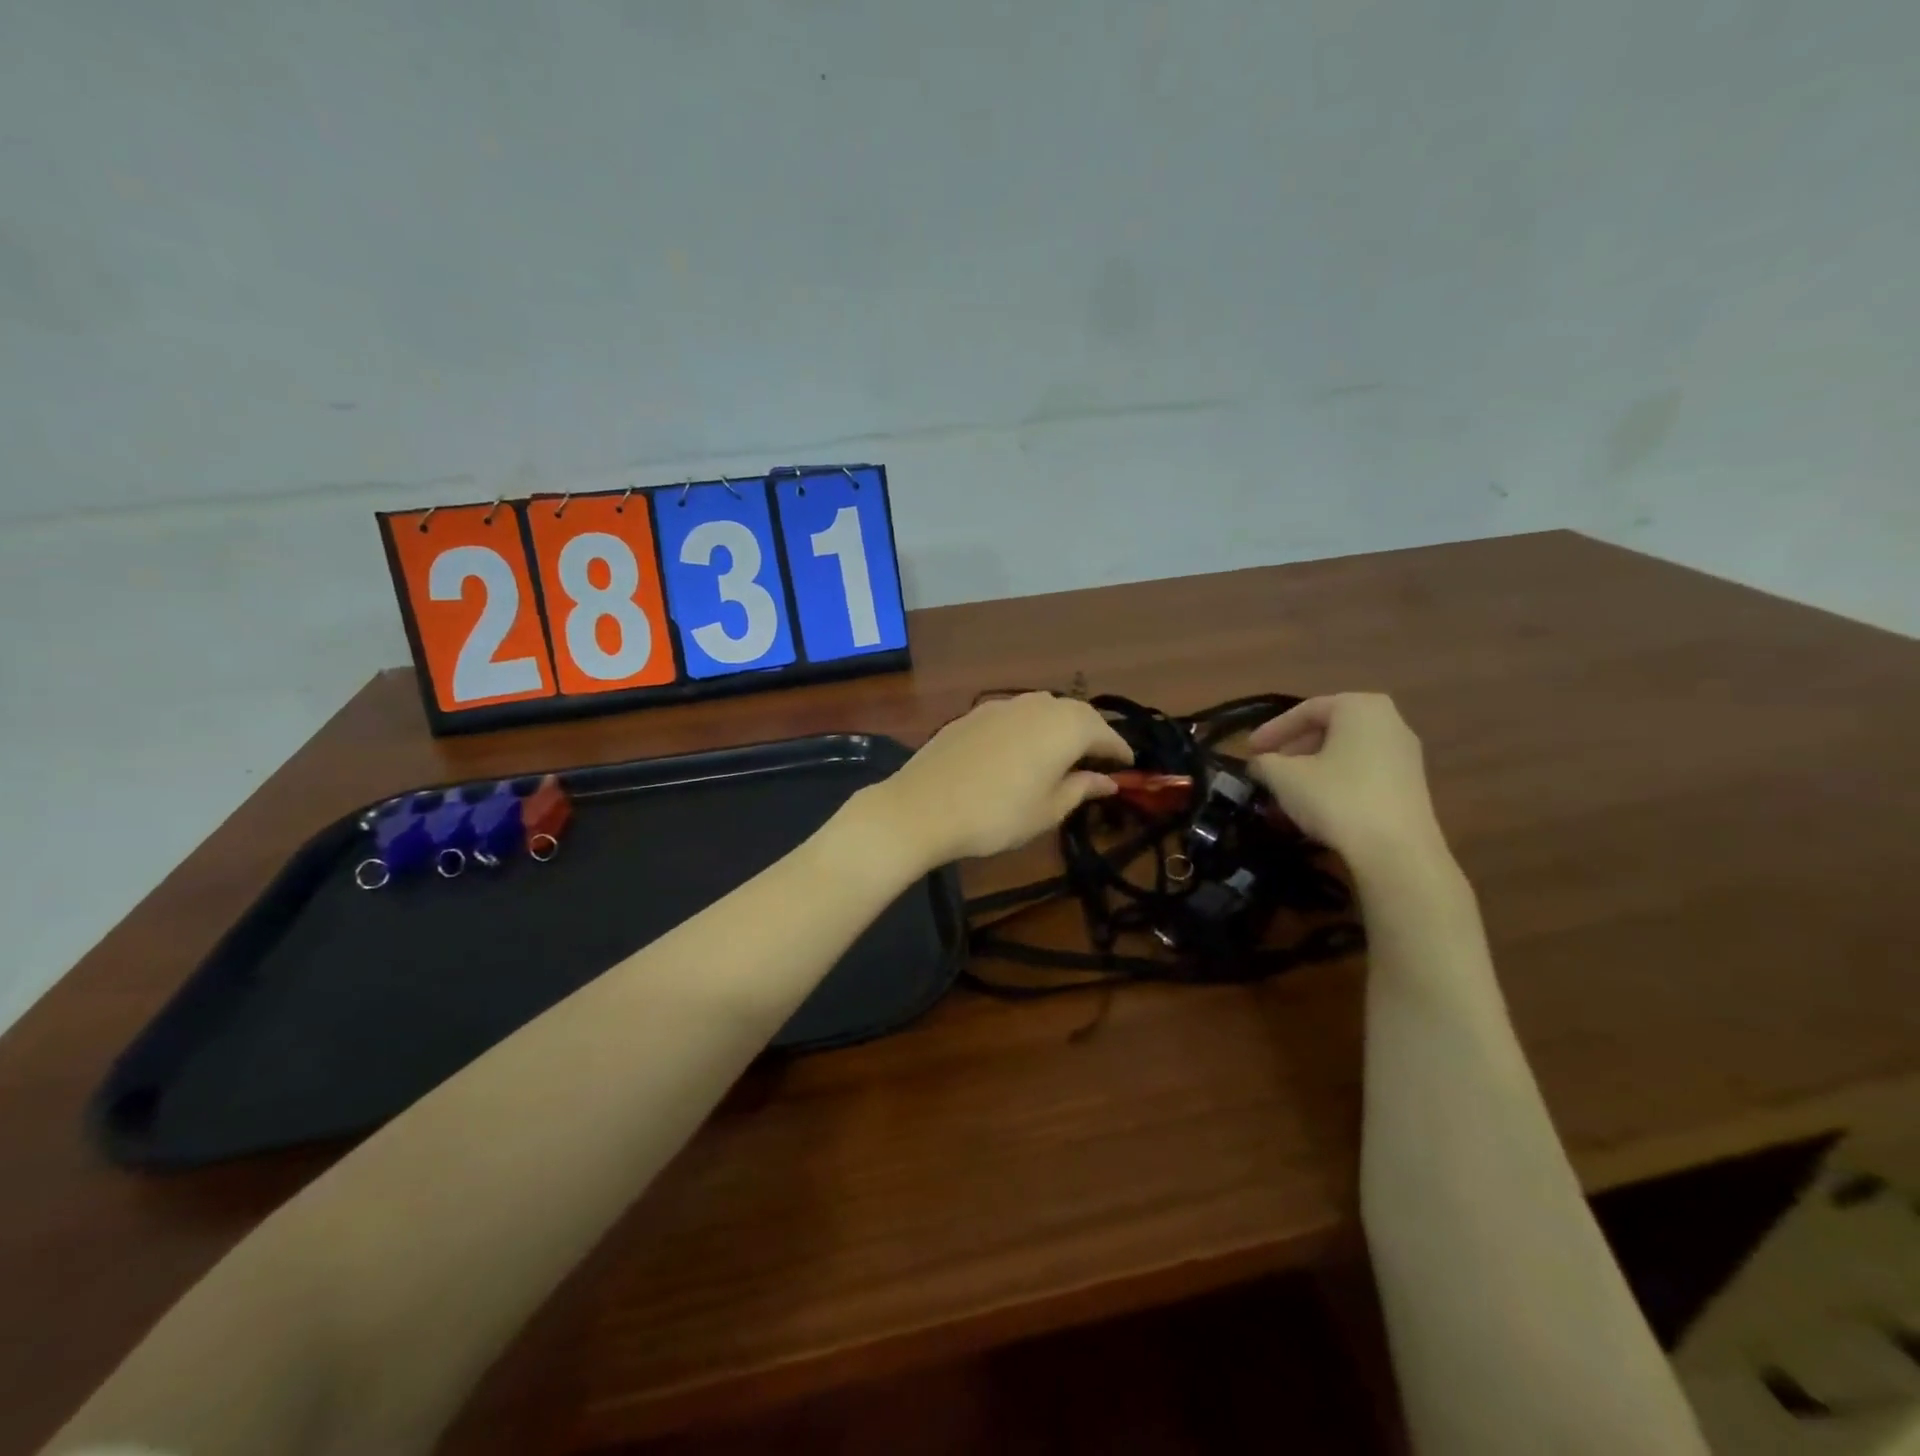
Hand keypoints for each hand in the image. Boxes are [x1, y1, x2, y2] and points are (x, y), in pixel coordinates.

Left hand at [867, 693, 1132, 866]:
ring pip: (1044, 709)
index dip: (1120, 752)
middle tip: (1099, 760)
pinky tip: (1021, 751)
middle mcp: (1038, 705)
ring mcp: (1003, 705)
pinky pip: (1015, 715)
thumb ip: (1081, 788)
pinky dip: (1029, 729)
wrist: (923, 806)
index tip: (1129, 767)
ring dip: (1060, 728)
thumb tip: (1107, 780)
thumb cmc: (998, 814)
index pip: (1105, 734)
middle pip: (1076, 714)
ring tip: (1062, 755)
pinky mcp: (974, 713)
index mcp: (1066, 726)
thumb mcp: (1048, 810)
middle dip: (1092, 734)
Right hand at [1247, 693, 1444, 867]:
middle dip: (1293, 750)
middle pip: (1329, 729)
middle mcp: (1390, 721)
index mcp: (1360, 707)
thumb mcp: (1284, 777)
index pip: (1306, 710)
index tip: (1248, 751)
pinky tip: (1315, 806)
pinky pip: (1362, 772)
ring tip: (1286, 792)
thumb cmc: (1336, 798)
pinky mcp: (1411, 785)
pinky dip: (1334, 782)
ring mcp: (1405, 754)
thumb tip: (1259, 763)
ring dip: (1311, 769)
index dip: (1272, 730)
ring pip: (1345, 753)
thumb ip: (1264, 762)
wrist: (1396, 851)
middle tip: (1268, 769)